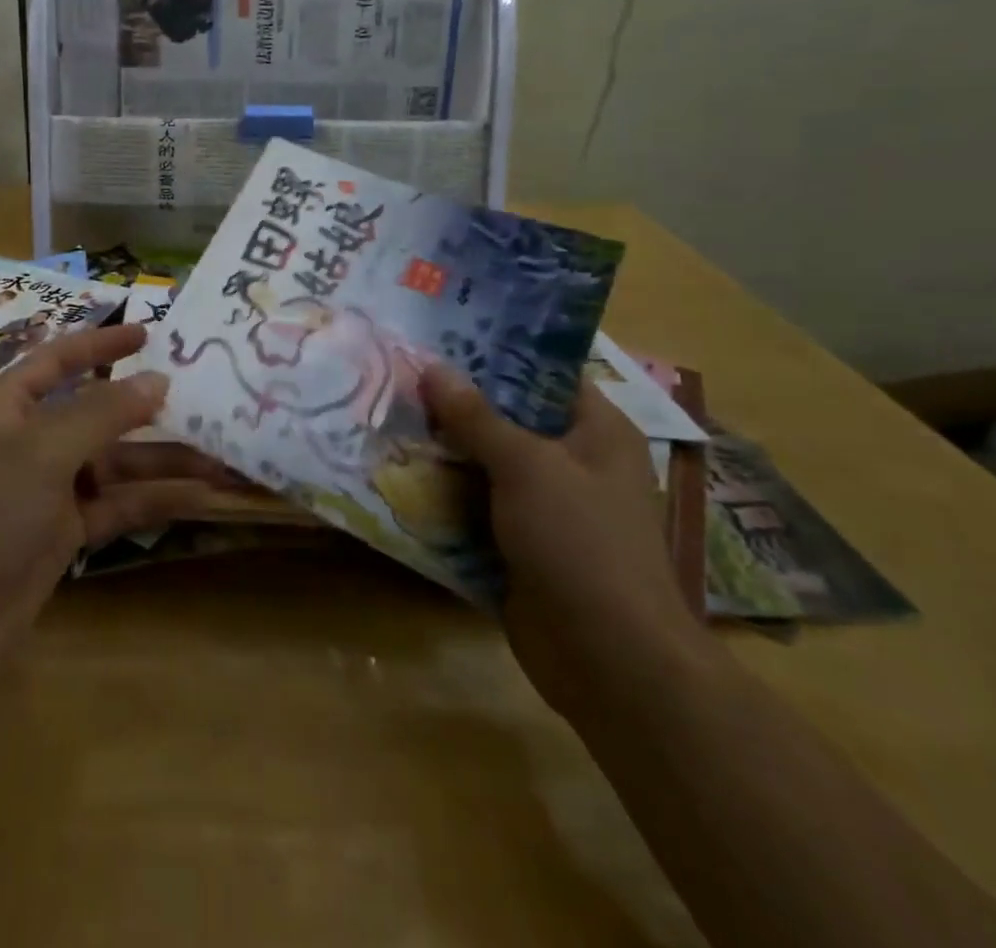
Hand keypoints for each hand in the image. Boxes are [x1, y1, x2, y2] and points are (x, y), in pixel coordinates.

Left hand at [0, 324, 241, 678]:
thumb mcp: (44, 450)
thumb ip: (104, 411)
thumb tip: (158, 380)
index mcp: (8, 405)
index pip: (59, 360)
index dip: (102, 345)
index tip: (149, 333)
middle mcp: (28, 440)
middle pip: (96, 413)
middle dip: (147, 409)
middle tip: (203, 398)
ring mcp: (47, 489)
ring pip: (114, 463)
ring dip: (163, 461)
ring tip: (221, 459)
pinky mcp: (64, 532)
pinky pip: (116, 504)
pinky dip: (153, 500)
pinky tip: (199, 497)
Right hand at [421, 366, 720, 723]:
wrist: (608, 659)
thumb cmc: (580, 541)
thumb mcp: (526, 466)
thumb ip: (476, 416)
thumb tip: (431, 366)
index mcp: (596, 431)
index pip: (545, 374)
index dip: (497, 353)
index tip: (442, 336)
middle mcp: (572, 462)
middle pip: (507, 418)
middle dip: (455, 402)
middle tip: (400, 372)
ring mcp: (544, 507)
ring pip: (484, 463)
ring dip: (442, 449)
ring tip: (387, 414)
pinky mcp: (518, 544)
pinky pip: (474, 506)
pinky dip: (442, 494)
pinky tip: (396, 472)